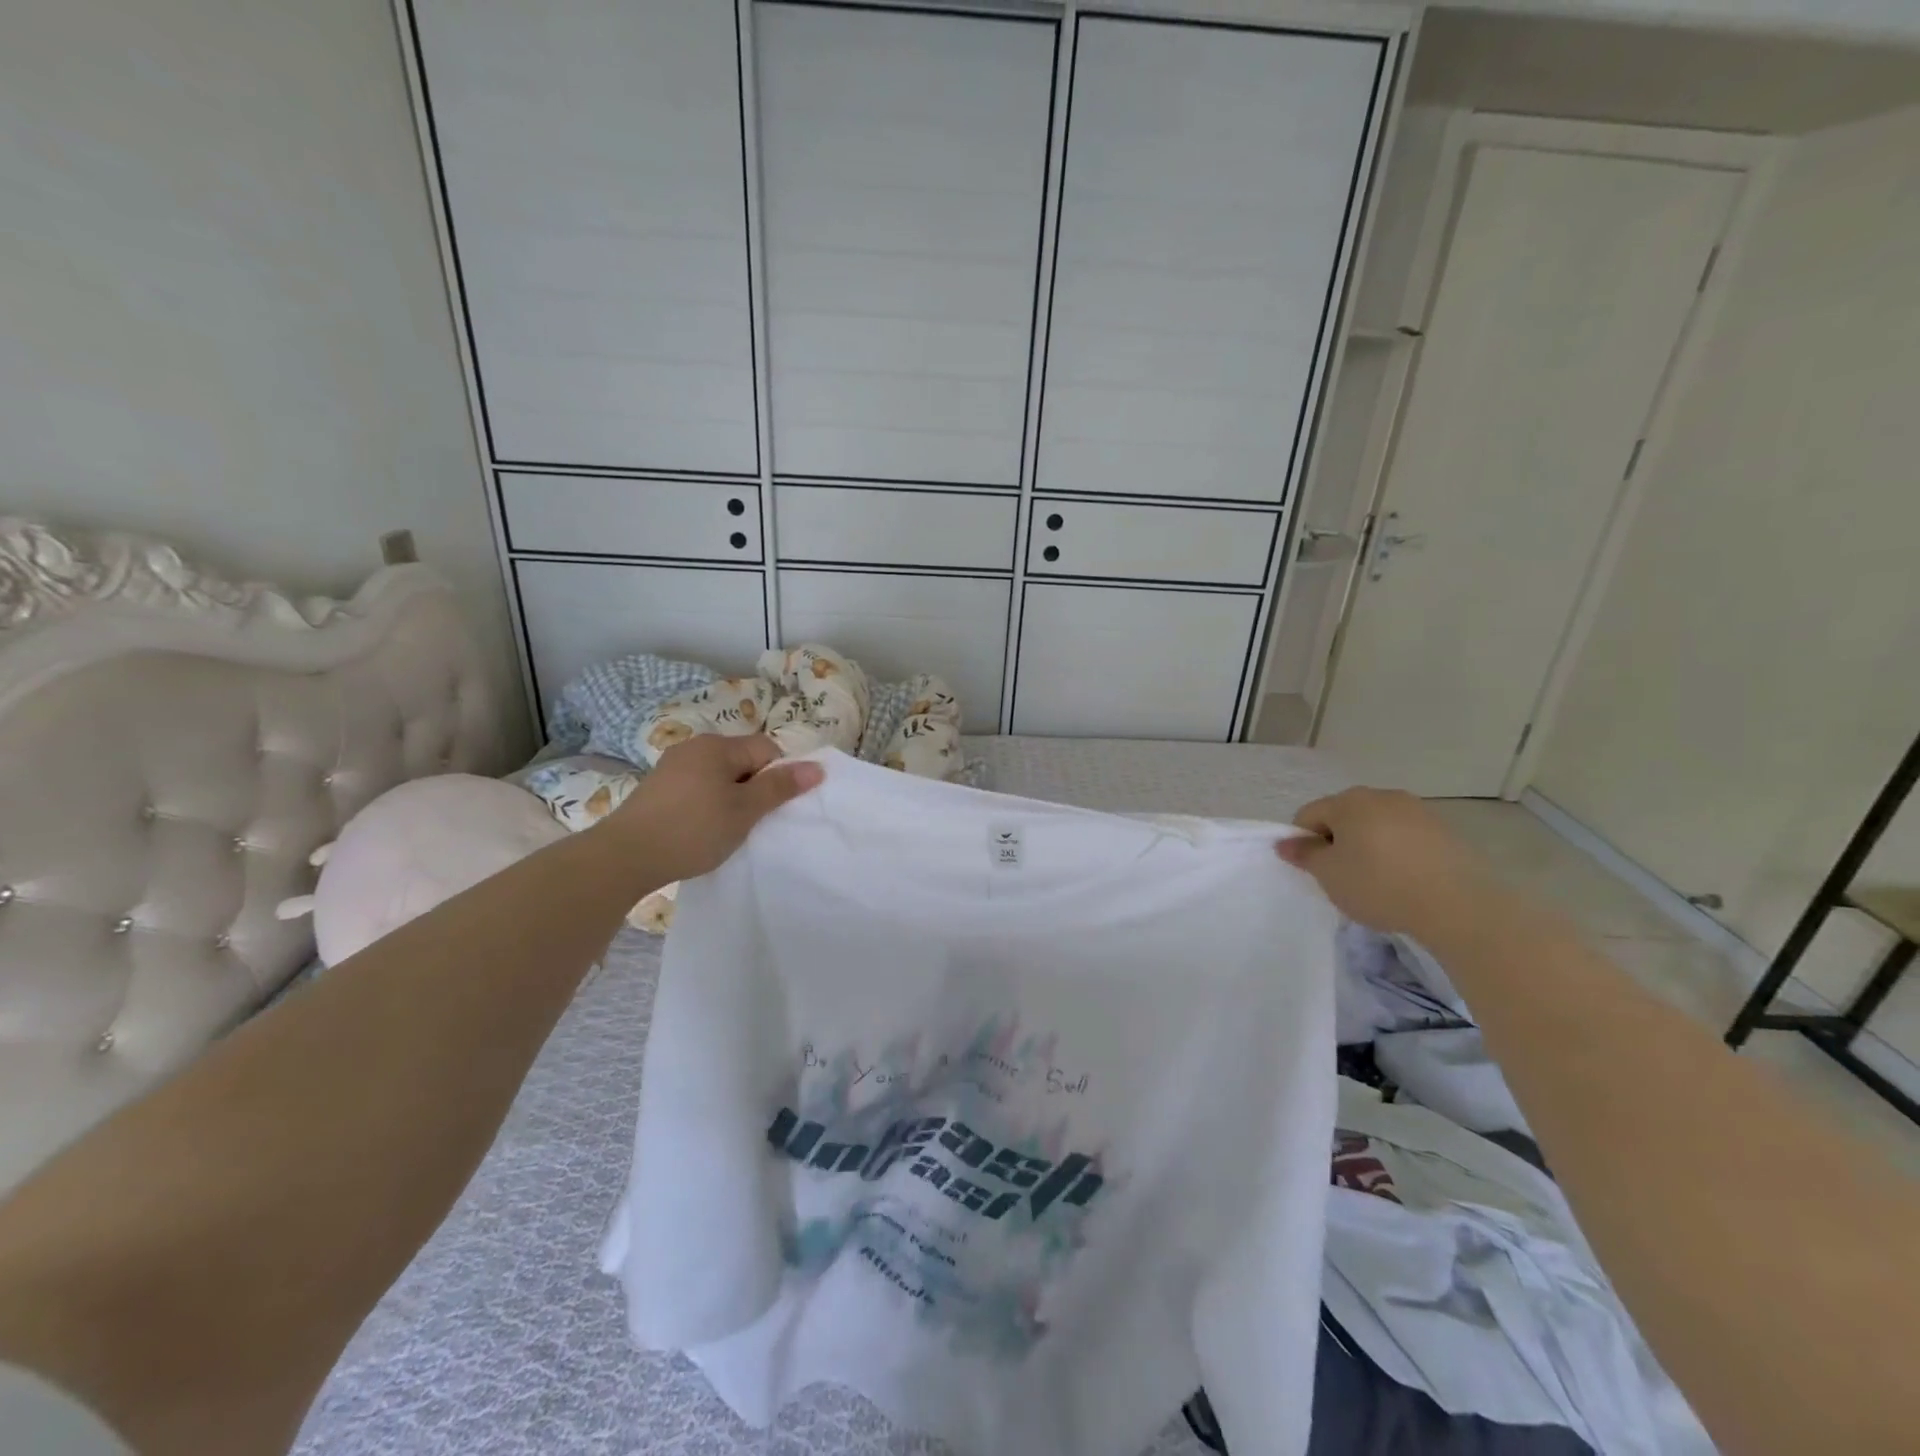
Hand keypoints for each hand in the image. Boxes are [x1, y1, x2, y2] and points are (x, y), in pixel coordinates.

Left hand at [604, 734, 822, 882]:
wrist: (624, 857)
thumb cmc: (693, 830)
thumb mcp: (744, 810)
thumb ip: (780, 787)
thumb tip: (817, 767)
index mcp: (717, 746)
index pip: (766, 749)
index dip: (778, 776)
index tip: (772, 808)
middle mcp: (694, 747)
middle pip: (742, 761)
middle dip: (754, 788)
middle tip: (752, 821)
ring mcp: (672, 767)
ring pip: (719, 776)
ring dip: (730, 798)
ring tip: (726, 829)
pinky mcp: (657, 788)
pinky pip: (697, 788)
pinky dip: (707, 805)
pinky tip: (701, 830)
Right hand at [1276, 787, 1493, 934]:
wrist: (1458, 906)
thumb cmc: (1379, 886)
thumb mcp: (1330, 875)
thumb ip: (1305, 855)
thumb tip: (1286, 843)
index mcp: (1348, 801)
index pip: (1308, 815)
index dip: (1304, 842)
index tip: (1316, 871)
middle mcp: (1382, 795)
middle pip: (1344, 815)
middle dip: (1338, 841)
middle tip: (1344, 876)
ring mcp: (1417, 810)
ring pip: (1377, 824)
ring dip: (1369, 845)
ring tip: (1378, 880)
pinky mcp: (1445, 830)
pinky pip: (1406, 836)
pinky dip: (1398, 852)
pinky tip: (1406, 880)